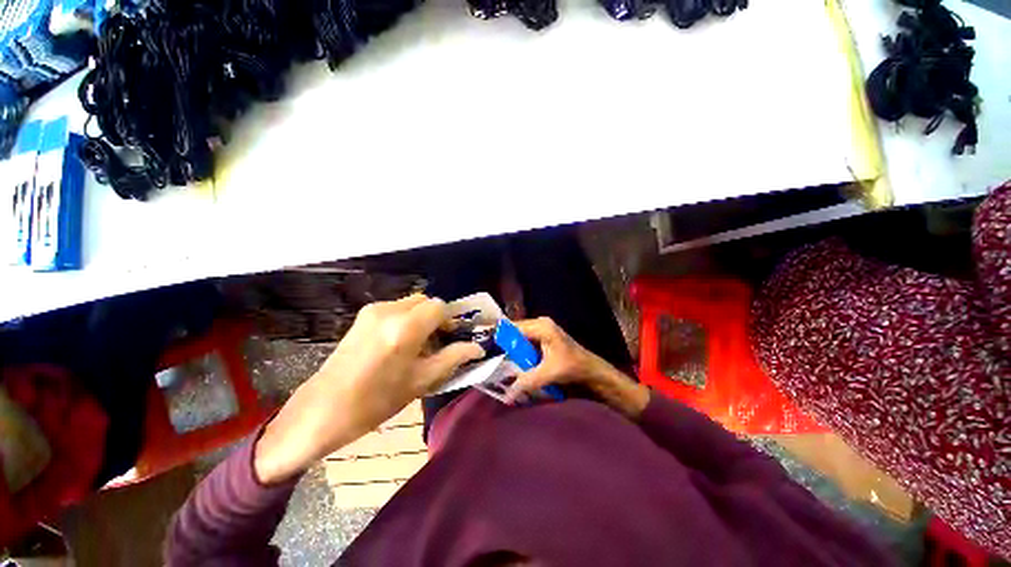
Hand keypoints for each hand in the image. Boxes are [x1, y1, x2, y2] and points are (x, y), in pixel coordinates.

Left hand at [254, 295, 484, 484]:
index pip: (440, 307)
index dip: (451, 319)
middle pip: (426, 301)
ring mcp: (373, 311)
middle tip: (439, 341)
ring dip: (422, 318)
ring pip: (411, 303)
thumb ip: (453, 358)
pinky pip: (396, 309)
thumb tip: (477, 348)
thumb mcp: (421, 381)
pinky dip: (407, 319)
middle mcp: (389, 311)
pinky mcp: (363, 316)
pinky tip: (401, 343)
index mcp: (405, 327)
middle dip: (437, 317)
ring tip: (420, 345)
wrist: (322, 410)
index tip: (454, 336)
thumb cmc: (376, 401)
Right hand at [505, 317, 648, 418]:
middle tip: (492, 361)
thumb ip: (526, 382)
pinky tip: (515, 366)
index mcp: (541, 326)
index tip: (487, 352)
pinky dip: (521, 354)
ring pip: (520, 340)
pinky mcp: (545, 340)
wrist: (593, 372)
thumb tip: (507, 395)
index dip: (499, 339)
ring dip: (512, 352)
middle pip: (515, 333)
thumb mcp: (548, 373)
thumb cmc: (573, 368)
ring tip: (500, 364)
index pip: (513, 328)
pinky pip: (527, 344)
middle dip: (505, 347)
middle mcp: (540, 324)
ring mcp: (543, 331)